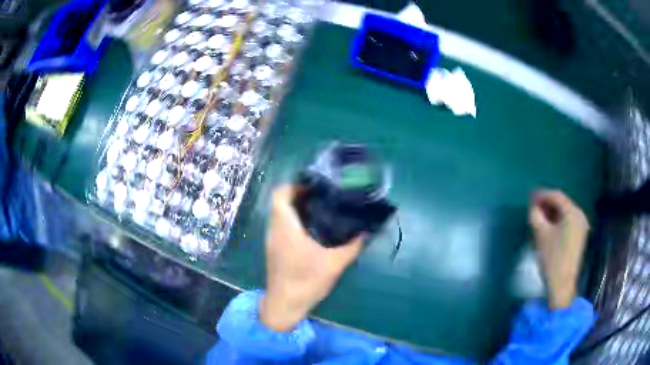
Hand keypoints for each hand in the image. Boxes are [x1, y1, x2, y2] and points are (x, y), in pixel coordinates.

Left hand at [259, 185, 363, 330]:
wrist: (284, 306)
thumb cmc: (305, 282)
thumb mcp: (334, 264)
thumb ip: (352, 247)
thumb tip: (366, 232)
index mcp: (285, 227)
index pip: (280, 194)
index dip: (294, 185)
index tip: (315, 187)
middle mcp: (275, 230)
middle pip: (280, 202)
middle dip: (299, 195)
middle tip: (322, 197)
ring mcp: (272, 240)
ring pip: (280, 214)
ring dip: (296, 208)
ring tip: (320, 210)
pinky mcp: (274, 250)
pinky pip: (281, 226)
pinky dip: (293, 221)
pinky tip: (313, 230)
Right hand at [529, 190, 589, 308]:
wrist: (562, 284)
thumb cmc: (552, 257)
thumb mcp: (541, 235)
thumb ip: (536, 216)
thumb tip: (533, 207)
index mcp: (573, 212)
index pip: (556, 196)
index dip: (542, 195)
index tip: (530, 197)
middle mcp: (580, 215)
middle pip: (562, 203)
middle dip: (547, 204)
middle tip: (534, 206)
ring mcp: (581, 226)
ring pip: (565, 213)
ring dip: (552, 213)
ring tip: (539, 216)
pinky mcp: (579, 236)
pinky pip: (568, 222)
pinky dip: (558, 221)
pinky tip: (549, 226)